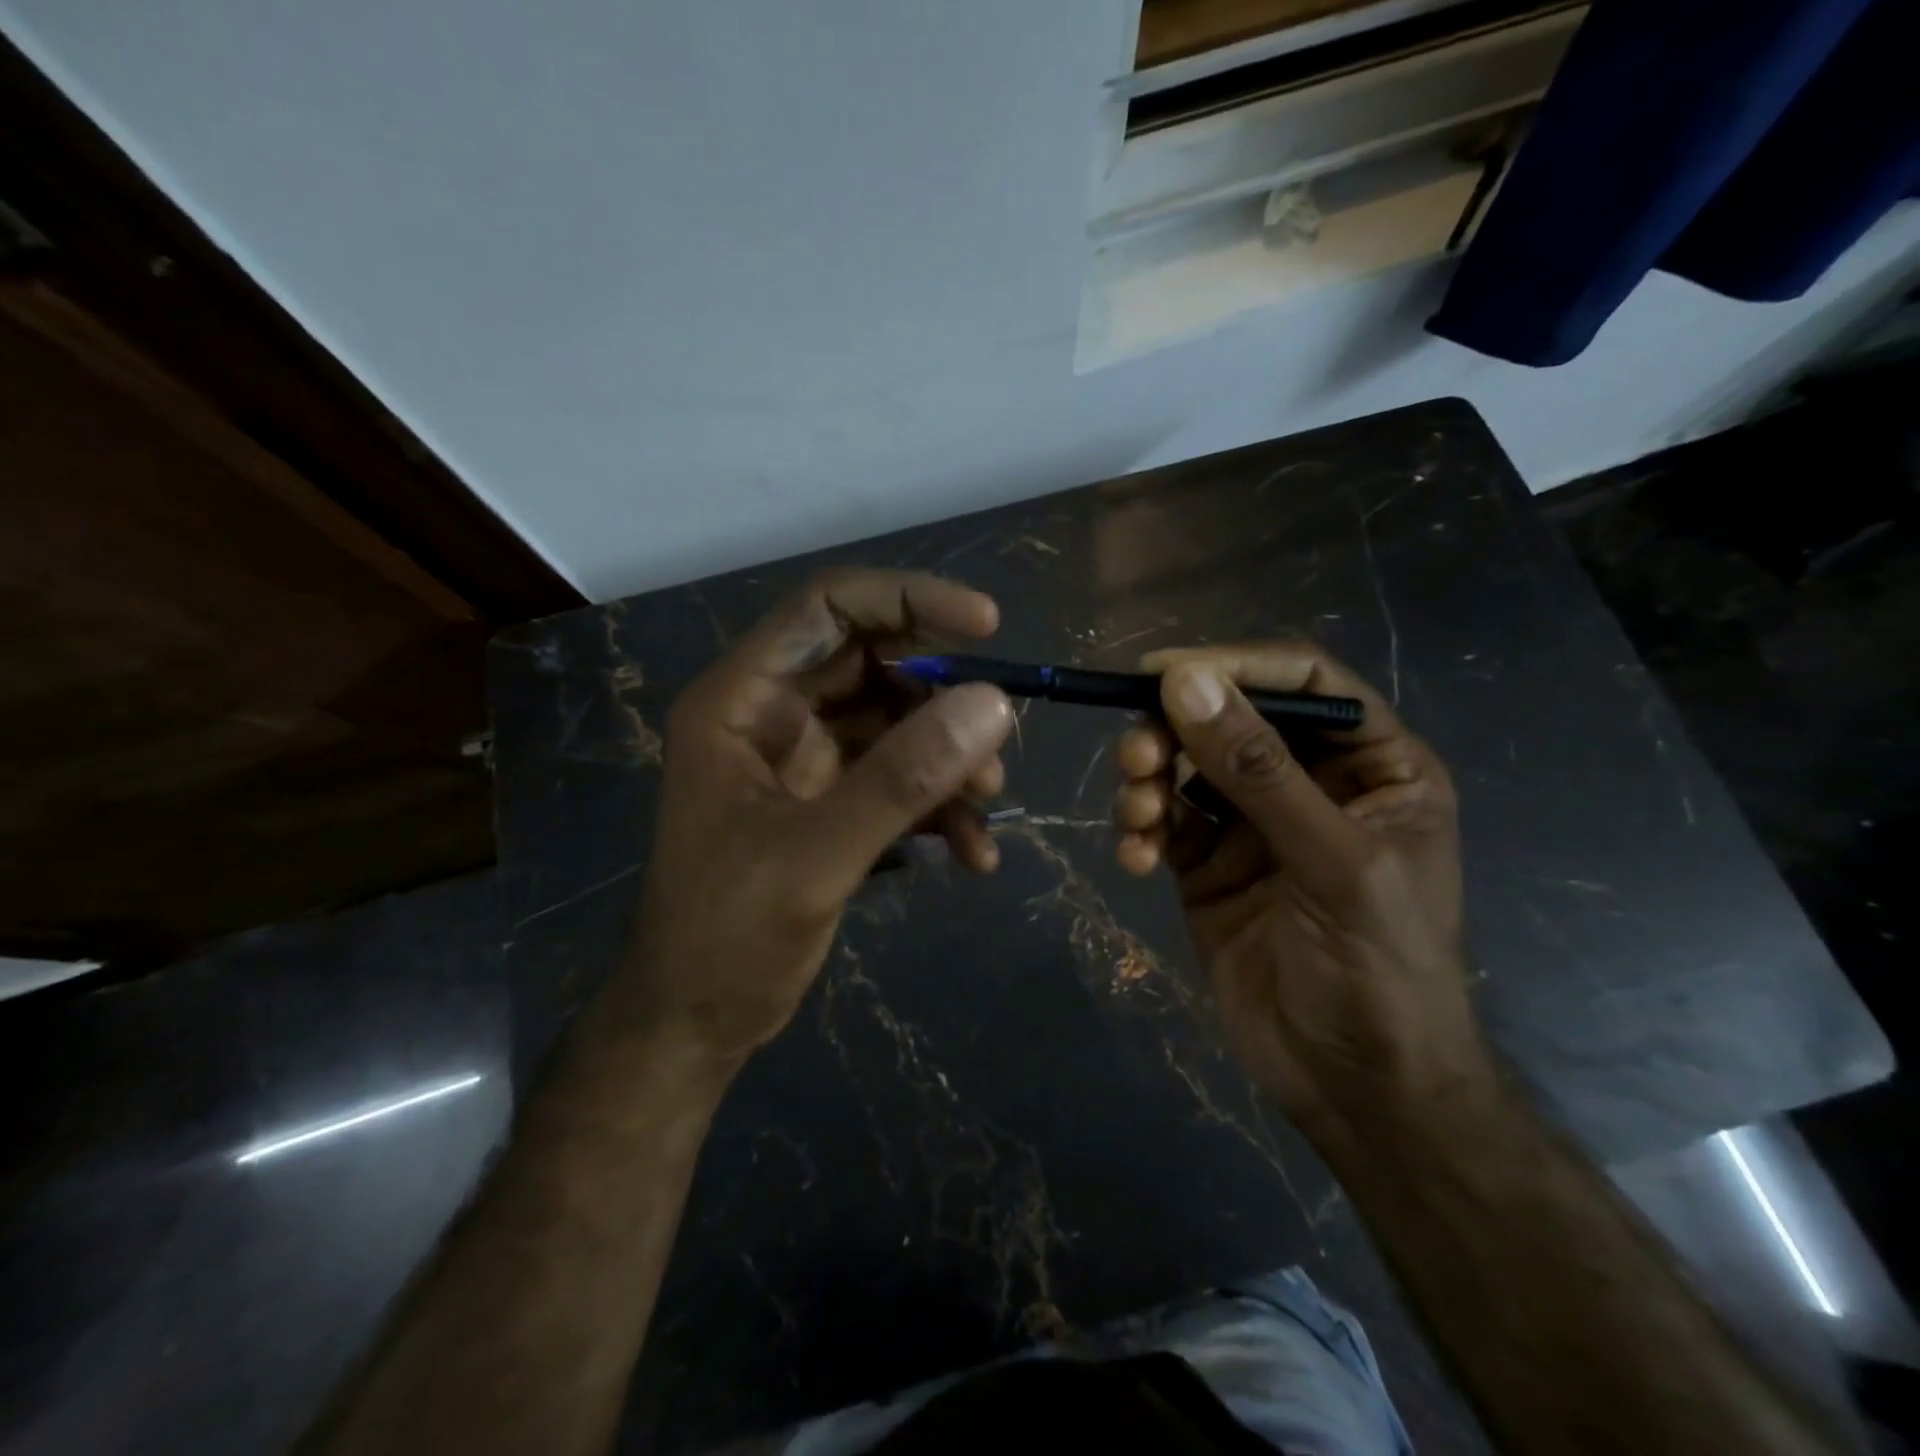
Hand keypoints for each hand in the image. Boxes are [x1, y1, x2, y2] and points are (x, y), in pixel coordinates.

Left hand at [623, 570, 1013, 1062]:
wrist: (695, 1022)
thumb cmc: (726, 936)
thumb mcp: (815, 855)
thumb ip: (903, 779)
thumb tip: (993, 704)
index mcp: (742, 700)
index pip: (828, 608)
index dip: (908, 600)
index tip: (985, 624)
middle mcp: (774, 715)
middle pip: (875, 665)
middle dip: (943, 700)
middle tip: (996, 742)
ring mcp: (805, 760)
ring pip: (897, 724)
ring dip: (949, 760)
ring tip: (985, 806)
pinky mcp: (831, 803)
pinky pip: (899, 779)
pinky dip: (939, 806)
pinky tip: (972, 853)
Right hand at [1112, 643, 1489, 1138]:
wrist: (1354, 1090)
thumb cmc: (1378, 971)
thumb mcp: (1331, 862)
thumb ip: (1258, 770)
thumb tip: (1184, 681)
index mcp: (1372, 766)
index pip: (1303, 681)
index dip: (1234, 665)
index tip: (1160, 672)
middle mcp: (1310, 783)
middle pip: (1229, 719)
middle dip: (1175, 731)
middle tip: (1137, 758)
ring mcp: (1253, 825)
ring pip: (1185, 767)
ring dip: (1148, 780)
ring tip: (1136, 815)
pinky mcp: (1207, 864)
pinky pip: (1163, 822)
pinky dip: (1140, 831)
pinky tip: (1134, 860)